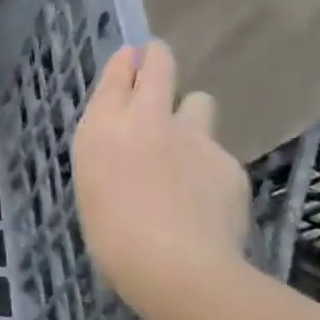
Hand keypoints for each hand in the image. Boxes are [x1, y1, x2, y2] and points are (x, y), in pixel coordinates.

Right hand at [71, 41, 248, 306]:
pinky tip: (205, 197)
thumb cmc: (110, 234)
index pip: (117, 74)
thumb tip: (129, 145)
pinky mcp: (227, 161)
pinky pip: (217, 151)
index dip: (126, 61)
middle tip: (158, 57)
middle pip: (159, 68)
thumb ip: (109, 152)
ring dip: (190, 113)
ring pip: (198, 102)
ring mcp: (193, 137)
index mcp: (102, 126)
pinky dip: (209, 166)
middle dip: (158, 58)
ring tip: (186, 142)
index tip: (132, 54)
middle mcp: (146, 119)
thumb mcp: (91, 184)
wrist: (173, 265)